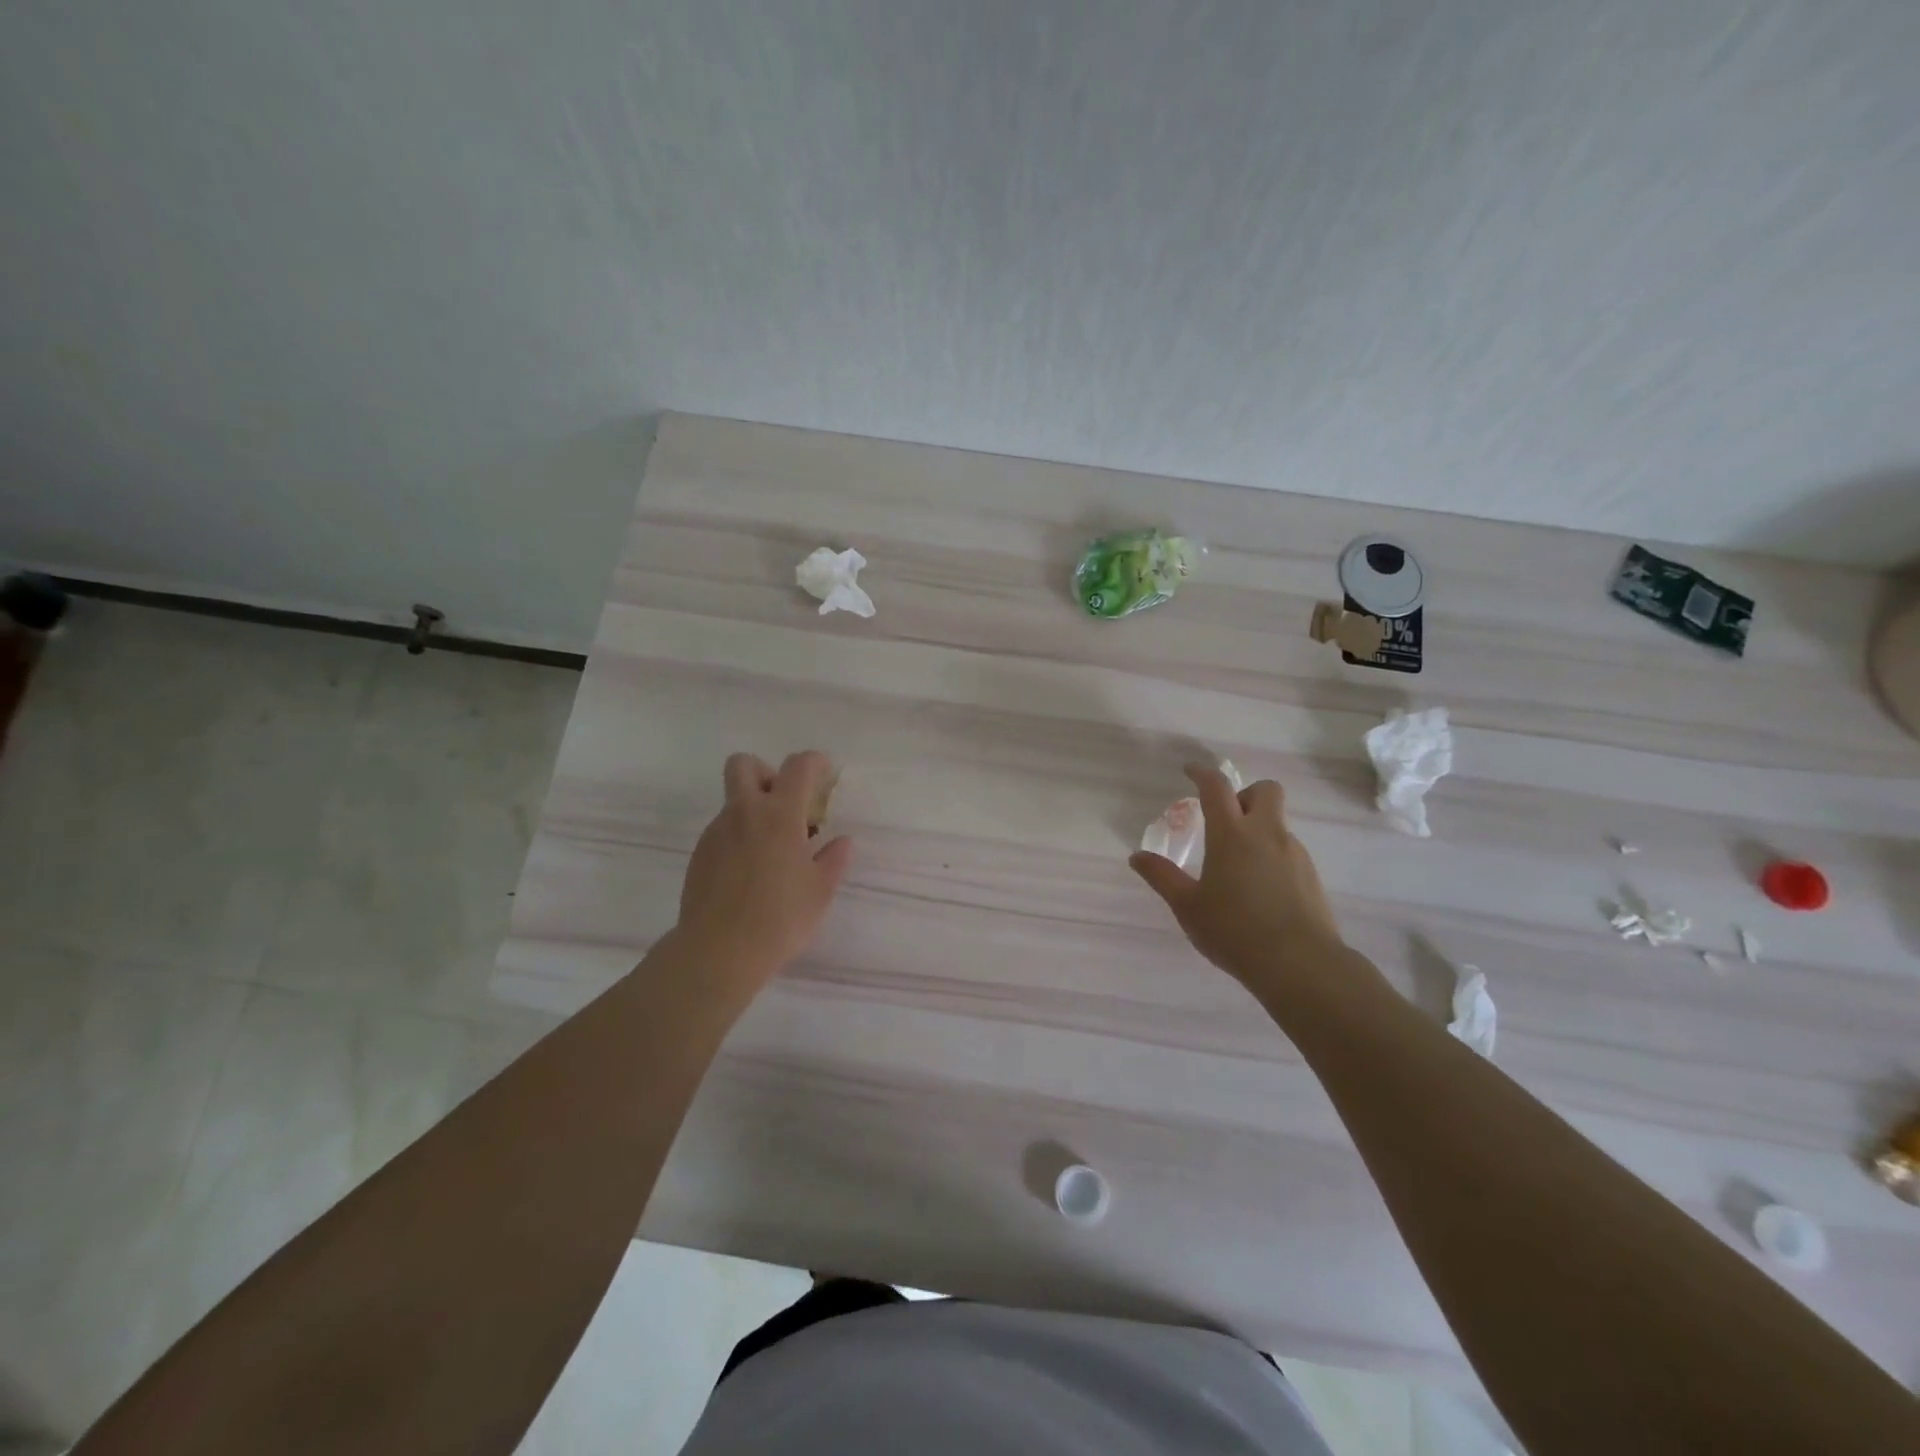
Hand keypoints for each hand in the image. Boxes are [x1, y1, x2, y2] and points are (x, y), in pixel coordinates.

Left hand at [675, 751, 852, 991]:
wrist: (718, 951)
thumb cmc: (780, 919)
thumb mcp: (820, 891)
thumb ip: (833, 860)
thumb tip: (841, 842)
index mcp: (780, 815)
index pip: (797, 766)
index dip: (814, 762)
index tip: (824, 774)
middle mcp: (744, 813)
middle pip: (744, 765)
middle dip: (766, 773)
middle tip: (785, 805)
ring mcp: (716, 832)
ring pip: (734, 802)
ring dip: (754, 811)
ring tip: (772, 852)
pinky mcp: (700, 855)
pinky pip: (722, 831)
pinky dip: (739, 838)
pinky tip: (750, 873)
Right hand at [1130, 763, 1345, 995]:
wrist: (1300, 964)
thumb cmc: (1234, 931)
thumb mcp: (1188, 906)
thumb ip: (1162, 877)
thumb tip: (1137, 856)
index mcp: (1231, 835)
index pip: (1217, 787)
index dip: (1202, 774)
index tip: (1190, 771)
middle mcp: (1266, 834)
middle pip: (1265, 790)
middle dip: (1244, 794)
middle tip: (1225, 819)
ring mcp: (1294, 854)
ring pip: (1277, 823)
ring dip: (1258, 828)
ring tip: (1237, 866)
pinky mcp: (1311, 876)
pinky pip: (1288, 851)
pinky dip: (1271, 855)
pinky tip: (1259, 889)